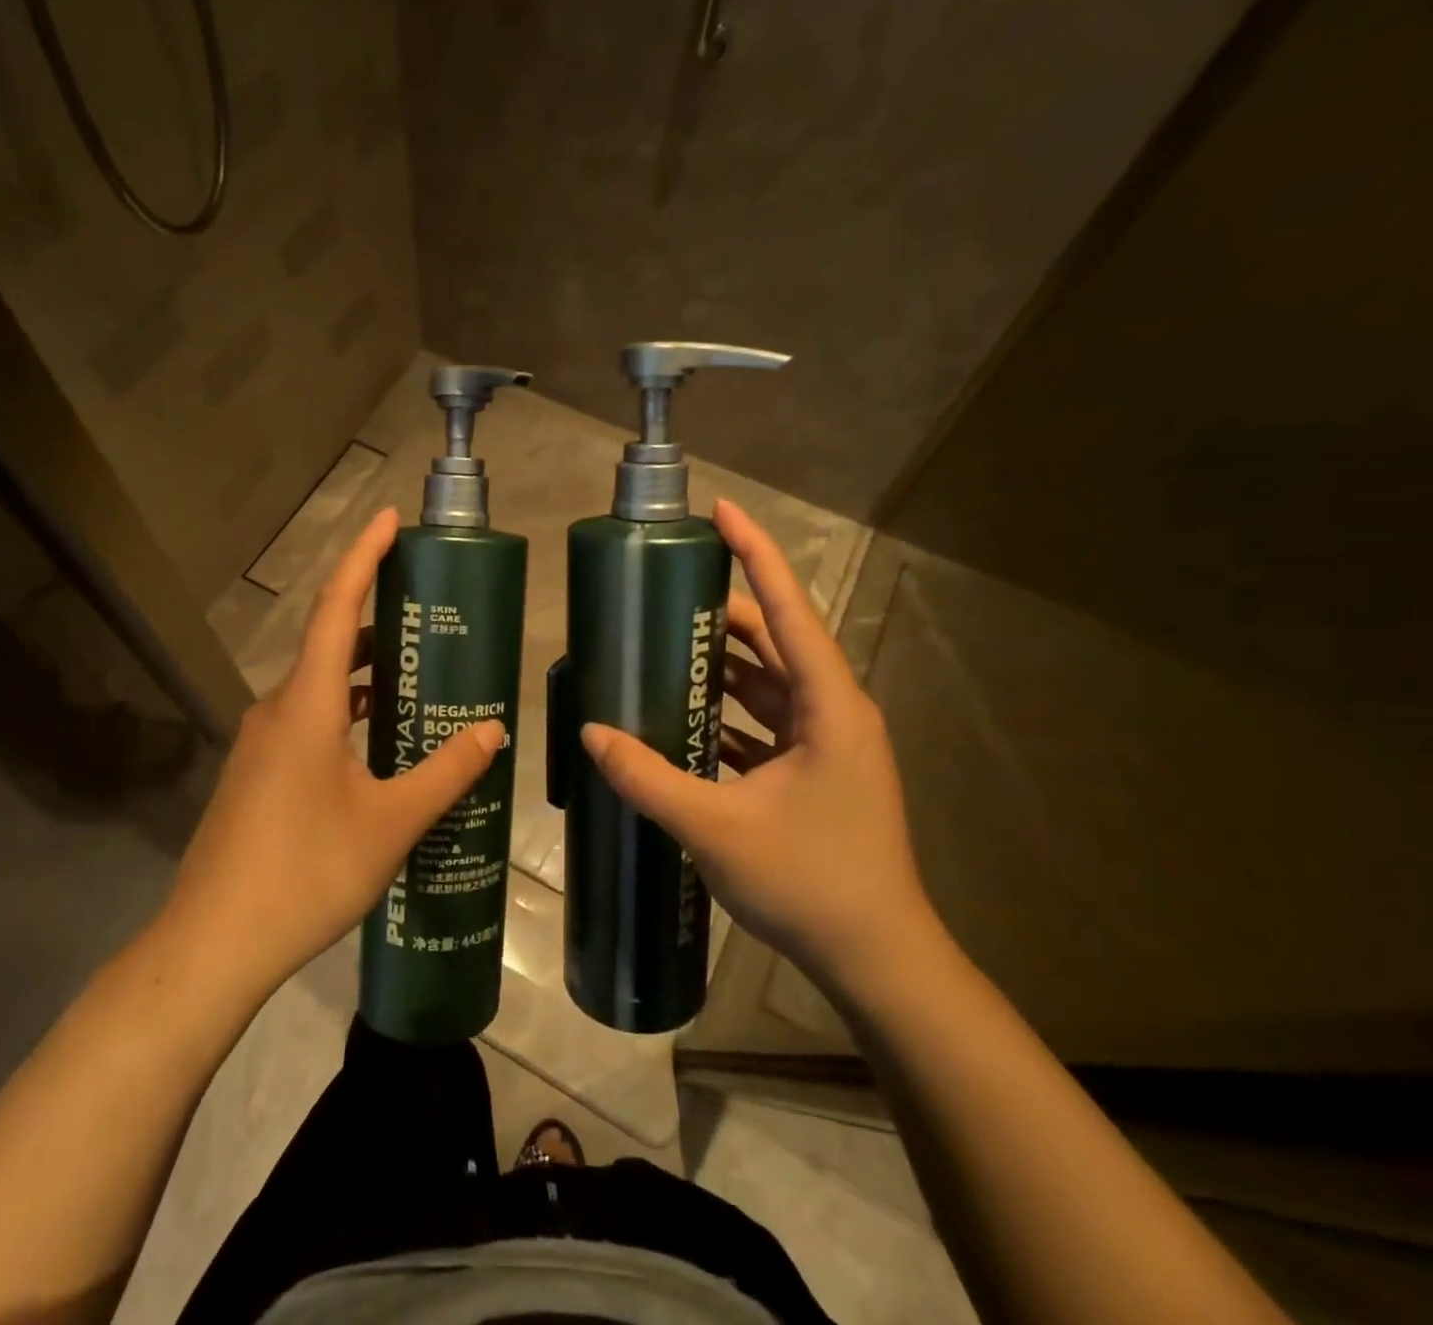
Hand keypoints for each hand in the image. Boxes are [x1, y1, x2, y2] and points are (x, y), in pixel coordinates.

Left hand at [161, 508, 504, 1007]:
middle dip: (378, 622)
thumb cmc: (306, 871)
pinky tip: (379, 748)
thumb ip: (446, 772)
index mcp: (308, 703)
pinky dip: (346, 715)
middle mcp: (279, 709)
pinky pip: (308, 723)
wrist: (213, 944)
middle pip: (331, 643)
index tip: (389, 519)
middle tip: (430, 619)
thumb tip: (492, 729)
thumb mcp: (391, 822)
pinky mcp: (257, 775)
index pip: (337, 606)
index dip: (363, 556)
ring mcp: (262, 744)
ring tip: (417, 682)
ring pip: (320, 688)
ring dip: (365, 676)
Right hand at [580, 498, 934, 995]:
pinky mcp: (815, 772)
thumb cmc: (809, 882)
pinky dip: (726, 713)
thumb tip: (592, 733)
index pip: (788, 610)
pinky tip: (682, 717)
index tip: (721, 510)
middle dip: (723, 613)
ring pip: (768, 683)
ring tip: (662, 648)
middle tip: (662, 595)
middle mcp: (834, 712)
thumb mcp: (716, 828)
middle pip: (775, 641)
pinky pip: (765, 722)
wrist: (876, 959)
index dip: (755, 554)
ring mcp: (826, 744)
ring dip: (721, 666)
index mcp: (828, 706)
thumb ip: (649, 777)